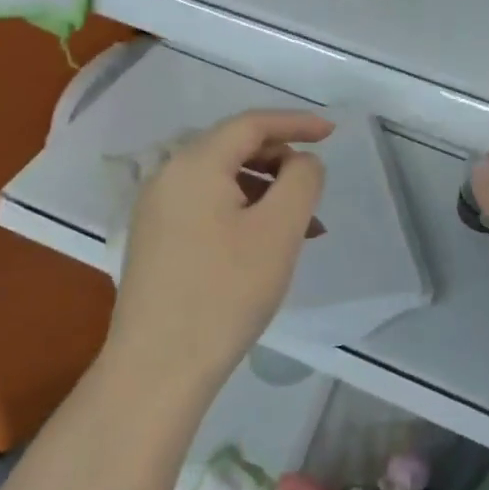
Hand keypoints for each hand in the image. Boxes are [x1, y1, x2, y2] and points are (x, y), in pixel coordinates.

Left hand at [103, 110, 332, 395]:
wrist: (158, 367)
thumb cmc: (226, 292)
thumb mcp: (279, 230)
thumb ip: (302, 180)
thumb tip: (301, 161)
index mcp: (194, 163)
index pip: (251, 124)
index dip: (296, 122)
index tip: (333, 132)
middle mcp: (167, 176)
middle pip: (233, 148)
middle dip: (281, 161)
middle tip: (315, 188)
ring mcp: (155, 210)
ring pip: (221, 181)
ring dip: (265, 192)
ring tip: (301, 228)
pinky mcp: (155, 240)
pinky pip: (206, 207)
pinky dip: (242, 212)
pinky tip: (264, 245)